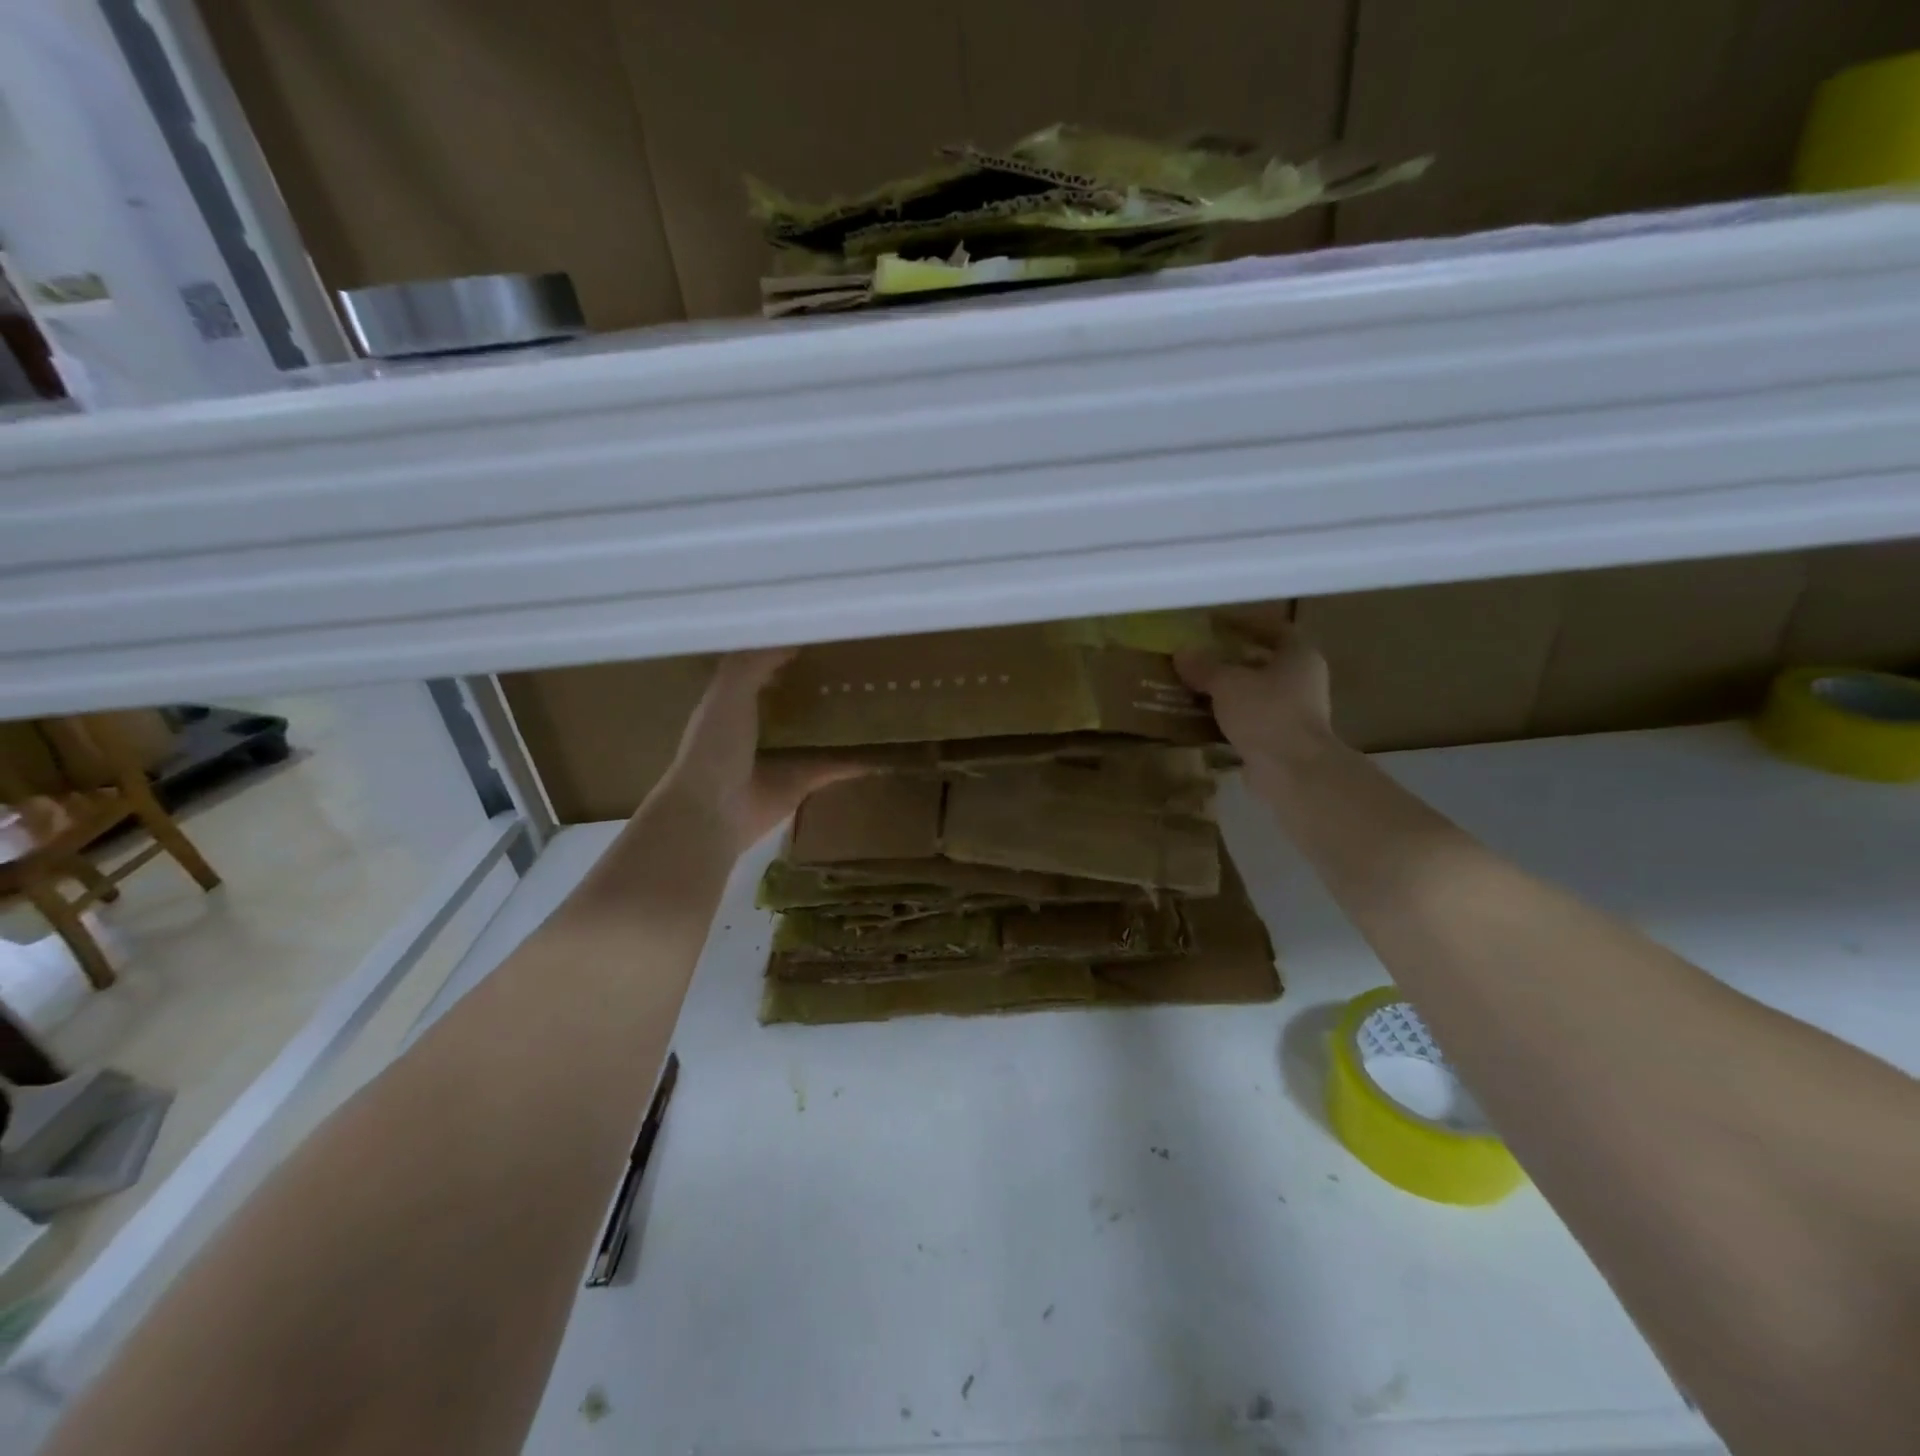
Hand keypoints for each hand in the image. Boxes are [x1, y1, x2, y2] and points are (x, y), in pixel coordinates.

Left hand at [651, 649, 864, 855]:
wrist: (714, 811)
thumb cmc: (715, 746)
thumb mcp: (728, 690)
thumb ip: (755, 661)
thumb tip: (796, 636)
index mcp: (734, 700)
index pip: (764, 665)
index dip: (788, 648)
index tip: (821, 630)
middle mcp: (759, 726)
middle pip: (796, 697)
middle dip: (820, 681)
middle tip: (859, 658)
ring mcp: (784, 755)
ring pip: (819, 730)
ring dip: (842, 718)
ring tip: (879, 693)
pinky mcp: (804, 781)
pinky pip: (837, 766)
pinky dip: (859, 759)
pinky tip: (886, 746)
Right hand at [1175, 622, 1337, 787]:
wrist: (1292, 771)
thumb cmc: (1266, 713)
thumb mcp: (1227, 683)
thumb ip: (1204, 667)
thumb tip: (1182, 653)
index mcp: (1300, 657)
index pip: (1275, 630)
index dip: (1246, 624)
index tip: (1217, 625)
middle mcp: (1303, 681)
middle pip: (1264, 663)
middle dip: (1232, 661)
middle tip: (1199, 658)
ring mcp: (1295, 714)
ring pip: (1255, 695)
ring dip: (1228, 692)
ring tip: (1193, 688)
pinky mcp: (1281, 741)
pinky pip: (1250, 722)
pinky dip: (1228, 719)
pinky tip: (1201, 720)